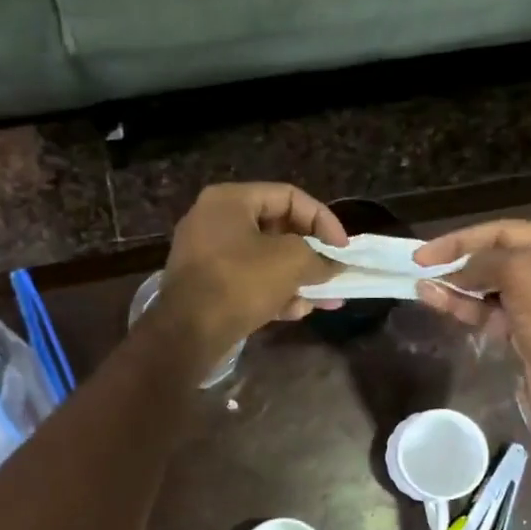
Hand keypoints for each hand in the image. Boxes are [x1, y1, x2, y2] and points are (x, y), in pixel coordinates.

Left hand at [159, 183, 346, 351]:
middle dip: (311, 255)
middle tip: (334, 272)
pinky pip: (247, 282)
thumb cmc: (240, 283)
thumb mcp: (290, 262)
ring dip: (297, 279)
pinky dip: (273, 293)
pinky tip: (299, 311)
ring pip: (264, 261)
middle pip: (276, 230)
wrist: (188, 332)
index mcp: (230, 200)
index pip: (289, 196)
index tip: (343, 249)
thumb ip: (319, 259)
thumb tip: (334, 266)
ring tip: (326, 299)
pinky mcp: (206, 287)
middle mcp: (214, 220)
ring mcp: (206, 255)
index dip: (323, 220)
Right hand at [414, 220, 530, 449]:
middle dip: (461, 265)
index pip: (507, 231)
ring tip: (422, 288)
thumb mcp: (527, 276)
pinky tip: (440, 304)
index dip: (462, 240)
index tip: (424, 255)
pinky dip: (469, 309)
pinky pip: (495, 316)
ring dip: (459, 288)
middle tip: (422, 271)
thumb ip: (487, 261)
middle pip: (502, 260)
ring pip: (495, 290)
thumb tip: (458, 271)